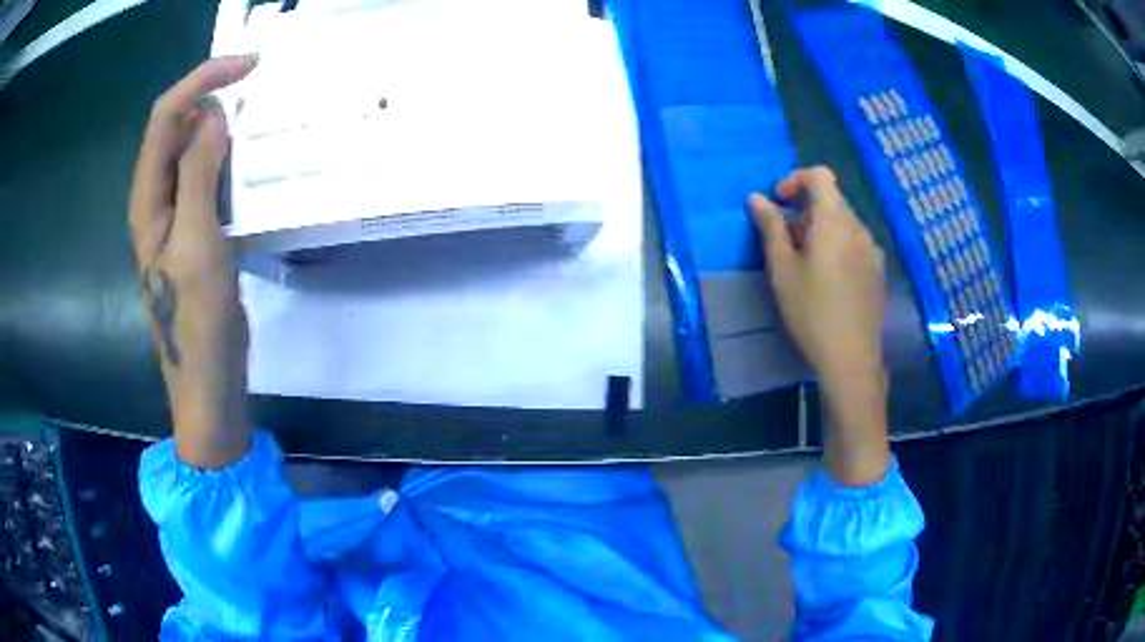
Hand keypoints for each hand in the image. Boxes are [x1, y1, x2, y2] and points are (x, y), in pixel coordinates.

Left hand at [129, 56, 257, 468]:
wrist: (207, 382)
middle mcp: (157, 198)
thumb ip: (199, 175)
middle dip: (213, 94)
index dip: (203, 80)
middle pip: (177, 125)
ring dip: (224, 125)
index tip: (250, 65)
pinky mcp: (197, 229)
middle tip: (260, 85)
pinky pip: (210, 177)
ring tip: (261, 117)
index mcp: (148, 198)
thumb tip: (213, 115)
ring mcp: (177, 215)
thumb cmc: (197, 322)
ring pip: (194, 150)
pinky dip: (230, 158)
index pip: (167, 115)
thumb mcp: (197, 244)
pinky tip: (253, 162)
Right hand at [749, 167, 889, 484]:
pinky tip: (827, 281)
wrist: (851, 358)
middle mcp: (859, 228)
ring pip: (843, 224)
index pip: (820, 175)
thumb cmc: (811, 311)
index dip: (795, 180)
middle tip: (785, 243)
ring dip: (820, 230)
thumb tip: (756, 198)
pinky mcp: (877, 272)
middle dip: (804, 211)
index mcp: (834, 220)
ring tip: (804, 265)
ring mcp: (872, 250)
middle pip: (831, 200)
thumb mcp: (782, 269)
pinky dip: (837, 247)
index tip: (778, 204)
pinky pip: (854, 244)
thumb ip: (770, 227)